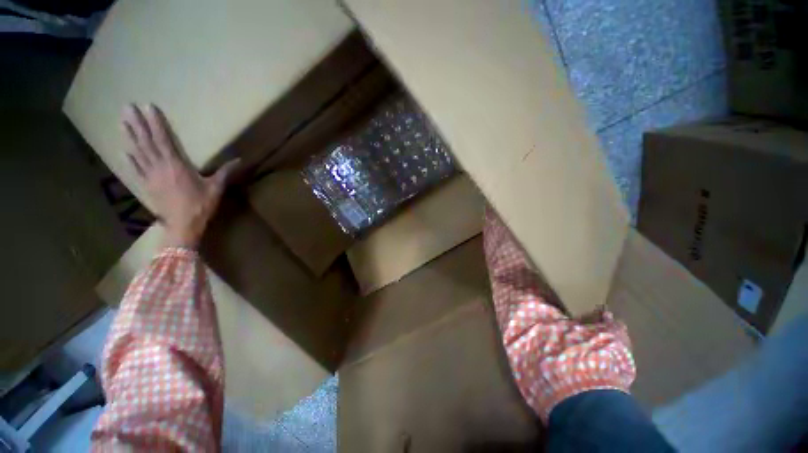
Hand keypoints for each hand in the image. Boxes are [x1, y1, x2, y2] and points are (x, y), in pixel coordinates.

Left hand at [123, 104, 238, 248]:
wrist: (181, 232)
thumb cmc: (197, 209)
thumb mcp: (214, 189)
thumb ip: (224, 172)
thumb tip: (241, 160)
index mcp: (175, 163)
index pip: (162, 137)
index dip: (155, 121)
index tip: (147, 106)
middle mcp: (160, 167)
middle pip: (146, 141)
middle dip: (136, 124)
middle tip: (127, 108)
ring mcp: (151, 177)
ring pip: (138, 153)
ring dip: (129, 137)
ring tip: (122, 122)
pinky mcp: (147, 188)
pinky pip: (137, 171)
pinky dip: (130, 161)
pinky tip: (123, 151)